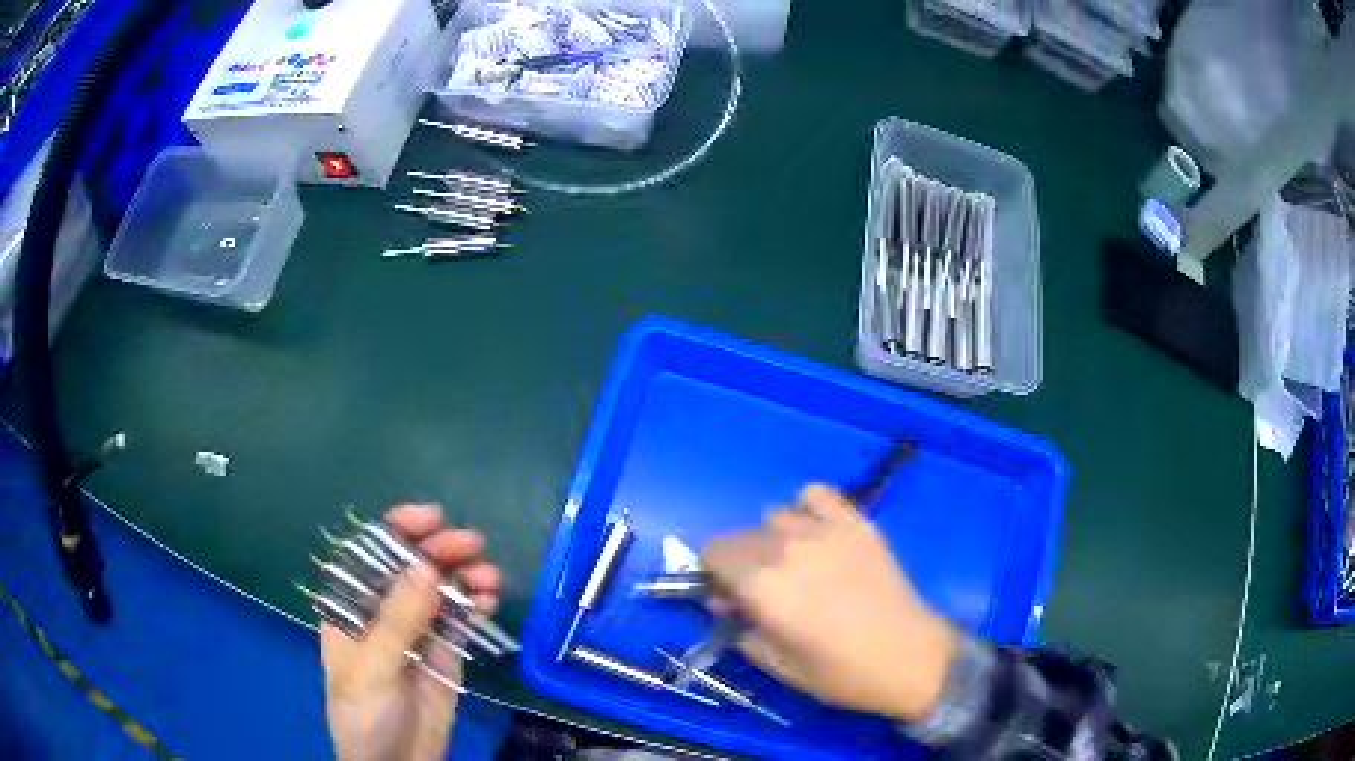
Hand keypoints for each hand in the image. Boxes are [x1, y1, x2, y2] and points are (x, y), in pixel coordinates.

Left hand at [321, 505, 501, 760]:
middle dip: (439, 551)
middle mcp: (382, 612)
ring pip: (439, 592)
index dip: (396, 531)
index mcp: (351, 608)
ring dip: (464, 577)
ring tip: (489, 576)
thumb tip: (426, 566)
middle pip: (411, 569)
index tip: (429, 518)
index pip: (369, 556)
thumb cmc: (364, 714)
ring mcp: (415, 632)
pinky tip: (490, 599)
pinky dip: (475, 606)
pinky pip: (460, 621)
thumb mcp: (373, 667)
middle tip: (472, 544)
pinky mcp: (444, 653)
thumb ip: (398, 619)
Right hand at [701, 484, 956, 723]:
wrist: (909, 659)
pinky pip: (817, 494)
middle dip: (739, 562)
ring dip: (772, 539)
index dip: (714, 576)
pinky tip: (818, 534)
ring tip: (794, 565)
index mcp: (763, 586)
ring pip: (775, 517)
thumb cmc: (841, 673)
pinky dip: (808, 509)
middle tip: (760, 591)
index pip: (713, 554)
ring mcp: (825, 531)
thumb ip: (742, 631)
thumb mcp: (780, 665)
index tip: (728, 597)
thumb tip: (725, 605)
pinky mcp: (856, 524)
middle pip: (740, 537)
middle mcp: (787, 549)